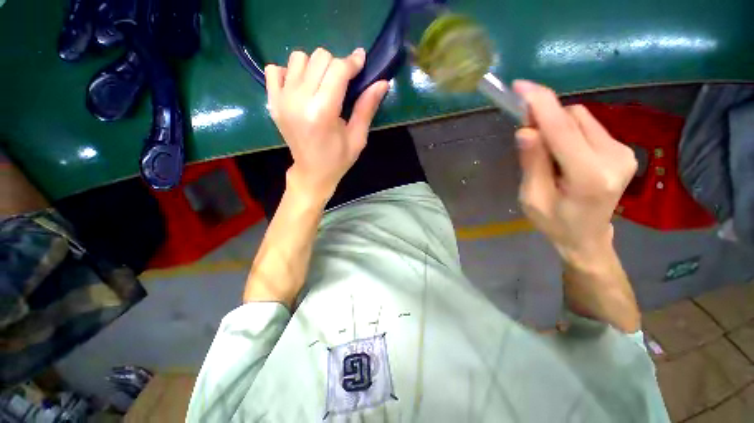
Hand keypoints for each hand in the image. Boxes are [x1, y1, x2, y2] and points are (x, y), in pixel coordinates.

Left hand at [265, 48, 389, 203]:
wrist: (312, 172)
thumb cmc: (338, 159)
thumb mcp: (357, 137)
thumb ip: (367, 108)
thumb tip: (382, 82)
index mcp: (323, 112)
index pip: (338, 69)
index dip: (352, 62)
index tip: (361, 62)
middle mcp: (299, 101)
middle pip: (319, 58)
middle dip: (336, 65)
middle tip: (343, 83)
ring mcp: (281, 100)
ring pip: (298, 58)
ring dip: (314, 67)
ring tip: (322, 86)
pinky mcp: (272, 101)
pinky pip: (275, 69)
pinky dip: (290, 73)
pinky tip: (301, 89)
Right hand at [513, 80, 637, 267]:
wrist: (587, 236)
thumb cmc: (554, 222)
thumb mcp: (532, 198)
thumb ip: (532, 163)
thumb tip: (526, 130)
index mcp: (589, 176)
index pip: (563, 130)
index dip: (541, 104)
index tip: (521, 86)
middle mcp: (615, 158)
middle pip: (573, 118)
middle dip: (546, 118)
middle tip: (526, 134)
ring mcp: (623, 152)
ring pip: (582, 118)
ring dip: (557, 126)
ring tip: (546, 152)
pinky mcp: (623, 149)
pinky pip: (589, 126)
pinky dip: (569, 131)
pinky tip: (562, 152)